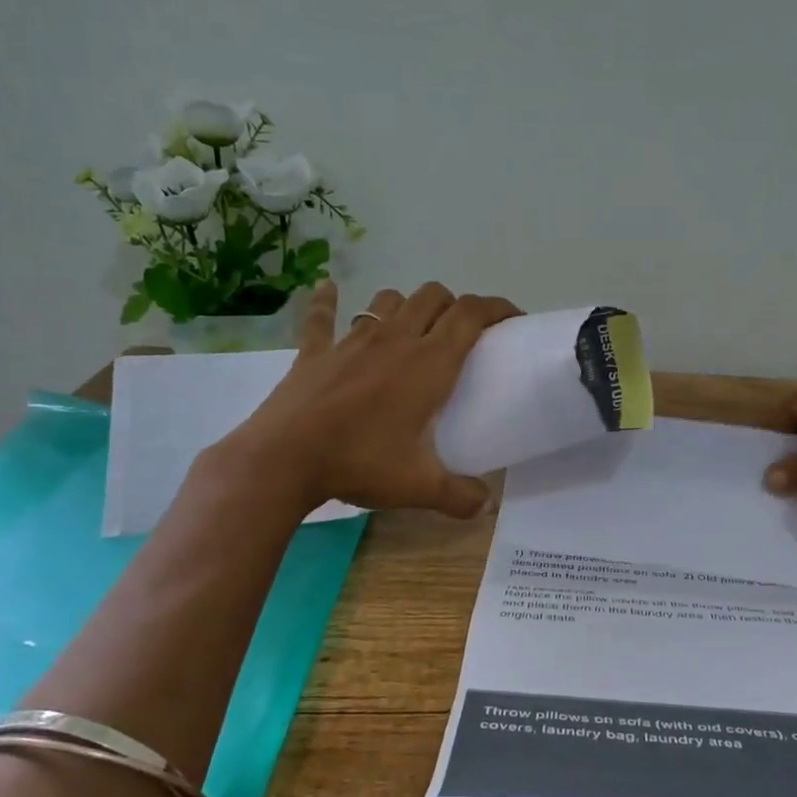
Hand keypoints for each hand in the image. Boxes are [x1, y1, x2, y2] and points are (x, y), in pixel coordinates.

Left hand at [215, 280, 520, 517]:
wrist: (283, 459)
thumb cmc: (360, 463)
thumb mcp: (420, 487)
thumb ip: (460, 496)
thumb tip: (486, 507)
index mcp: (429, 363)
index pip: (471, 315)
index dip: (497, 307)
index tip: (512, 318)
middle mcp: (395, 339)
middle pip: (433, 296)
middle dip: (454, 305)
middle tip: (461, 336)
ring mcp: (352, 341)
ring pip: (388, 300)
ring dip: (406, 306)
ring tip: (412, 328)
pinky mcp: (315, 351)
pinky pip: (321, 316)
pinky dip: (326, 301)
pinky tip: (326, 289)